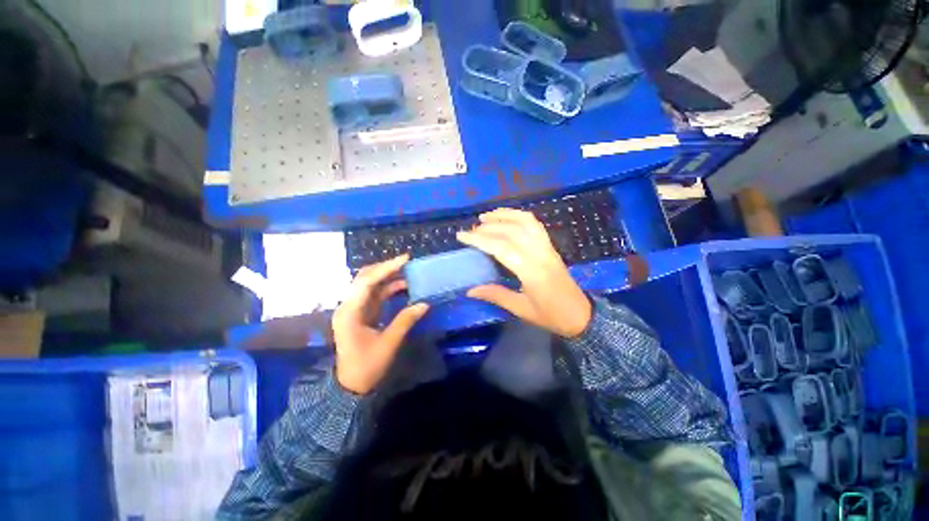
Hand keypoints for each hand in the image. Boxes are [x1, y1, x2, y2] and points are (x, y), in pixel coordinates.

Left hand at [332, 254, 428, 394]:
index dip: (386, 268)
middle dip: (386, 268)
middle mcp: (348, 306)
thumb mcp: (389, 343)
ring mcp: (354, 309)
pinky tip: (402, 286)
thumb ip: (405, 321)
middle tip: (407, 262)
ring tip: (408, 271)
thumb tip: (424, 303)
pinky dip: (388, 288)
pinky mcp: (361, 313)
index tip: (406, 259)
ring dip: (388, 277)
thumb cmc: (367, 366)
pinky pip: (375, 294)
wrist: (351, 385)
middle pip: (365, 278)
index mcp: (350, 312)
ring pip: (370, 284)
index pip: (367, 282)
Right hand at [457, 208, 591, 337]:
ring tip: (486, 217)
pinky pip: (535, 225)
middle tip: (470, 230)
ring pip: (525, 222)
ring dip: (504, 215)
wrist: (580, 315)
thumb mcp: (521, 309)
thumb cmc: (550, 315)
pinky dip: (519, 216)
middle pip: (511, 231)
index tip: (462, 236)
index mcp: (531, 272)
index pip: (501, 248)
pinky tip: (507, 218)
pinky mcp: (551, 246)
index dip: (479, 239)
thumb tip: (470, 290)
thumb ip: (496, 295)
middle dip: (488, 227)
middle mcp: (540, 254)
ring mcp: (547, 247)